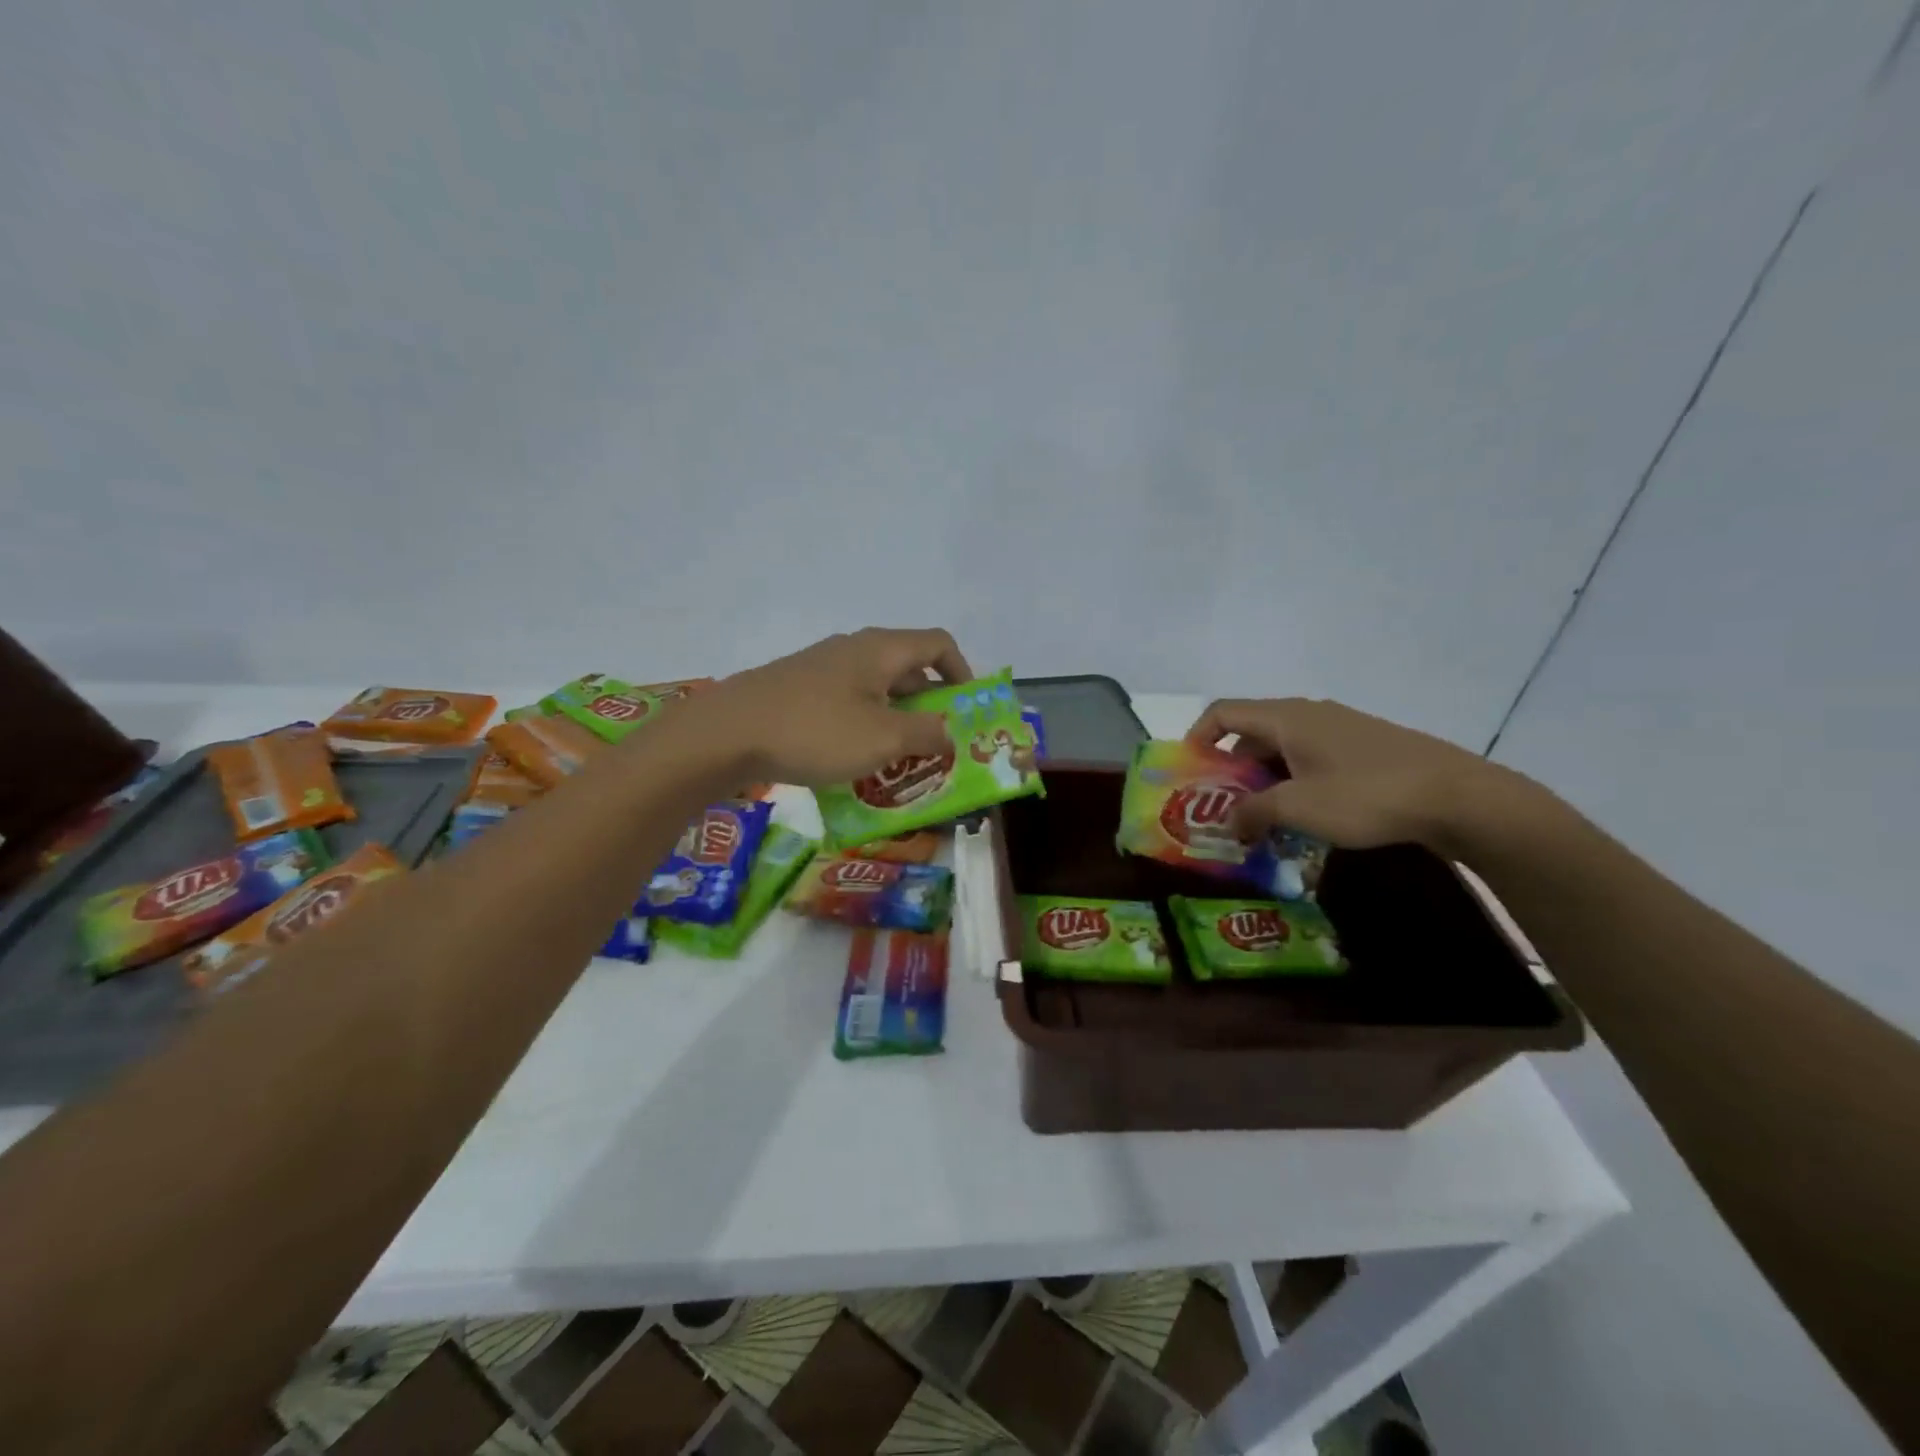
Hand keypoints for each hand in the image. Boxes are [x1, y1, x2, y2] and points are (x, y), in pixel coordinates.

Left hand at [707, 628, 974, 786]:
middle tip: (939, 745)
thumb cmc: (816, 731)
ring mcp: (822, 668)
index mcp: (882, 650)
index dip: (963, 673)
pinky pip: (847, 703)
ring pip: (877, 689)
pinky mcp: (798, 690)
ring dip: (897, 720)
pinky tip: (856, 761)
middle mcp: (854, 650)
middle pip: (909, 668)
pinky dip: (865, 726)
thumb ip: (928, 734)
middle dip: (931, 706)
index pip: (939, 643)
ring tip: (902, 760)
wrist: (726, 733)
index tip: (967, 711)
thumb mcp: (884, 739)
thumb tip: (952, 733)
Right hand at [1186, 697, 1523, 853]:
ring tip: (1262, 819)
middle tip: (1223, 808)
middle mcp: (1309, 714)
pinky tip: (1306, 817)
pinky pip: (1312, 759)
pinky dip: (1295, 782)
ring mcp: (1341, 729)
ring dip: (1264, 781)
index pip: (1223, 713)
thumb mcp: (1298, 808)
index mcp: (1286, 718)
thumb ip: (1253, 813)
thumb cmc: (1366, 795)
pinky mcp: (1366, 748)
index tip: (1190, 773)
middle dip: (1231, 770)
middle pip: (1252, 733)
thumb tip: (1230, 823)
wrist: (1459, 797)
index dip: (1197, 738)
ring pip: (1284, 749)